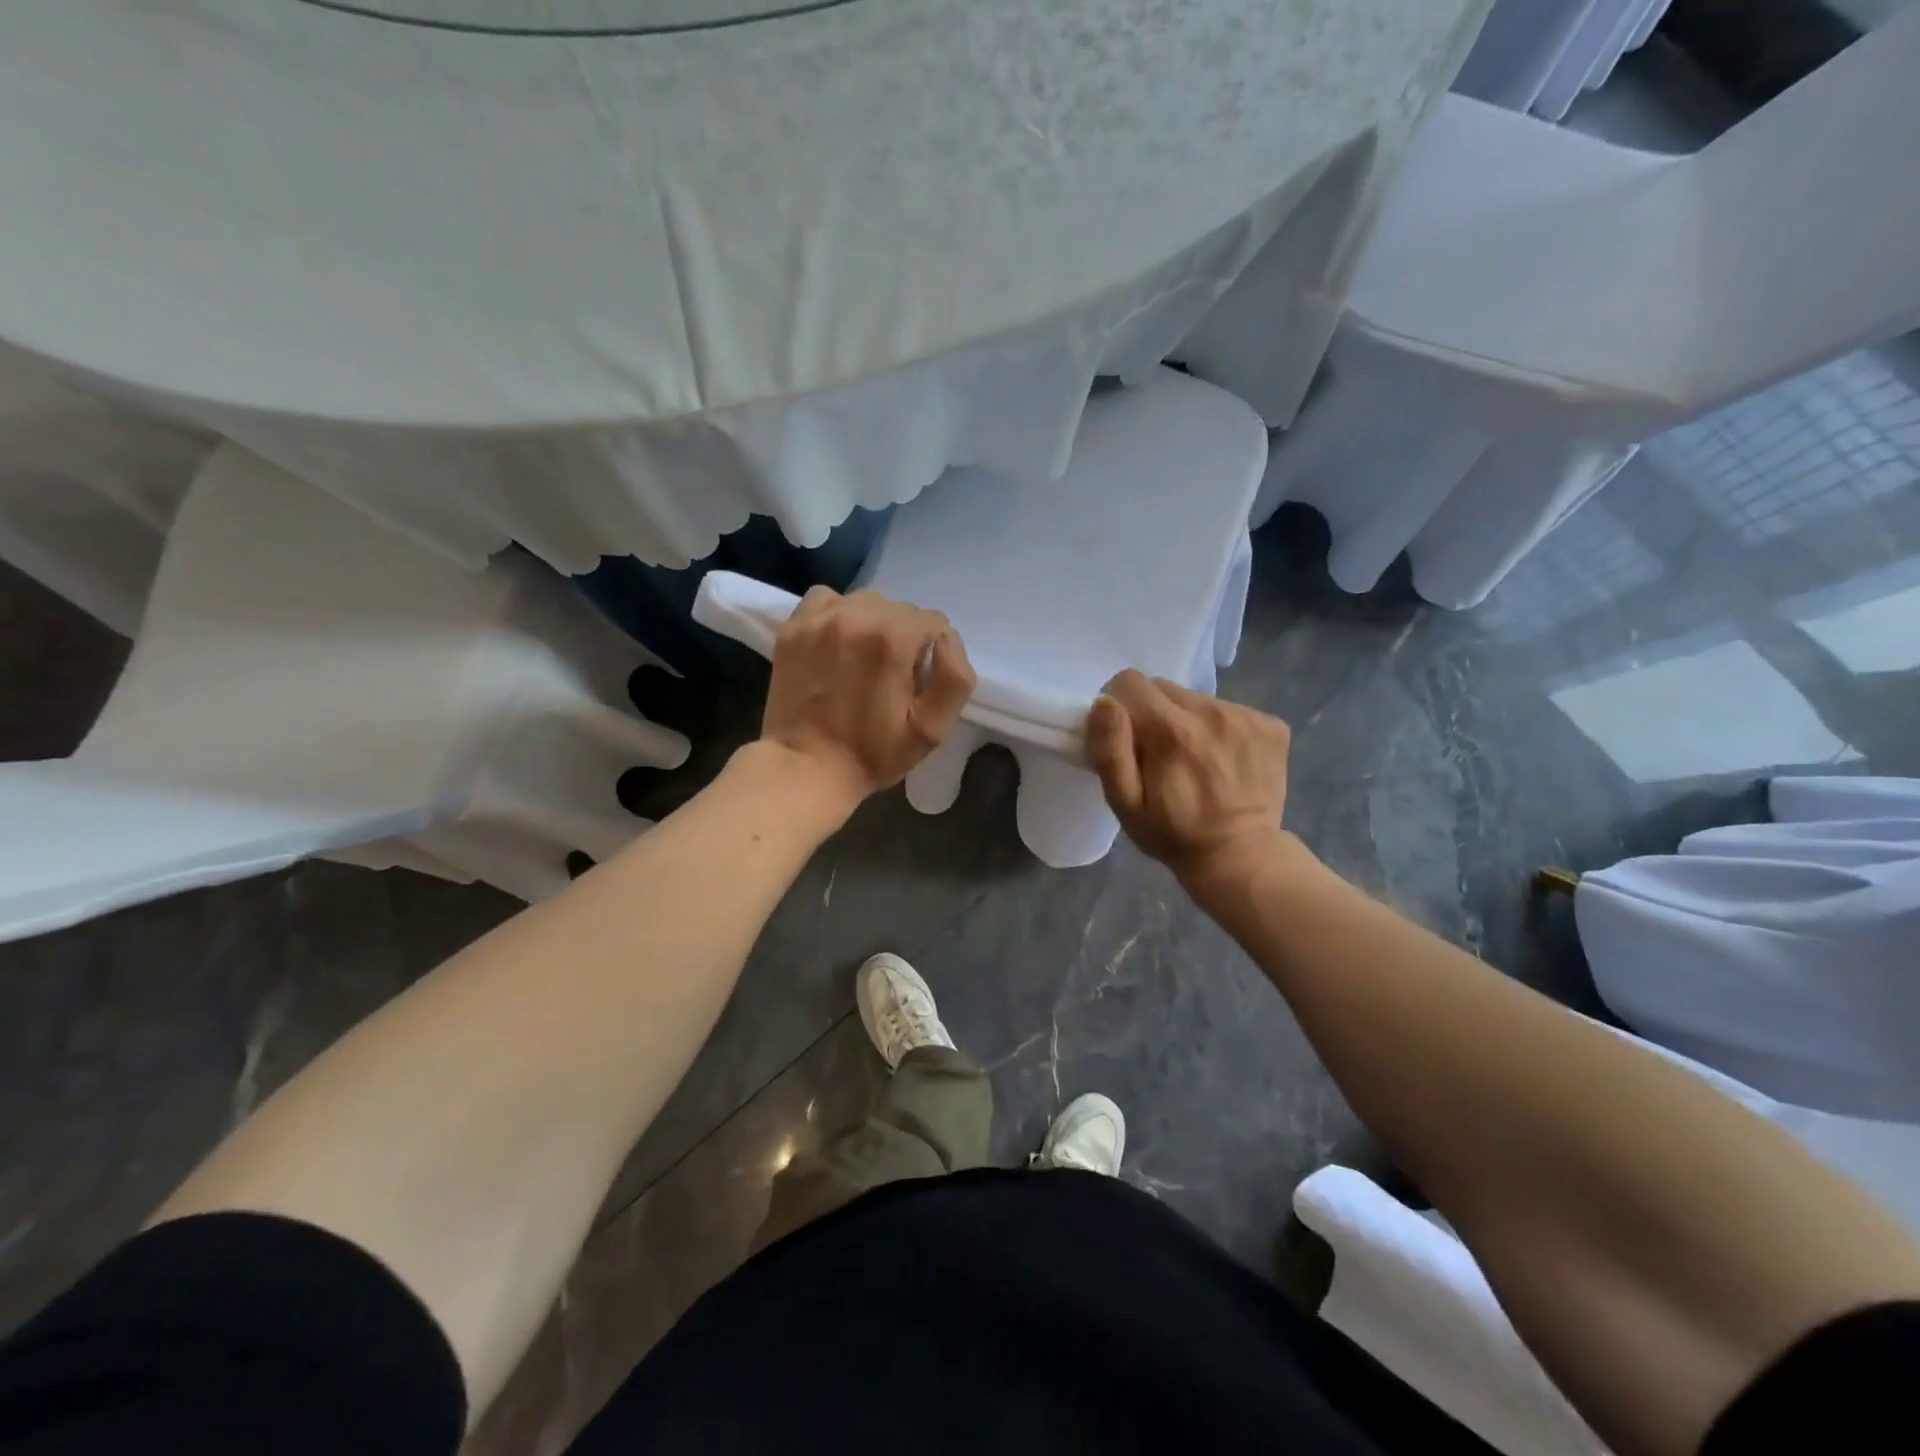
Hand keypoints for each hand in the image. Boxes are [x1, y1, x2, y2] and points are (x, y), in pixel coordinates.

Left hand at [759, 587, 975, 815]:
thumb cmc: (874, 753)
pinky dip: (837, 616)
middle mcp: (856, 616)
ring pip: (865, 603)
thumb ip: (955, 677)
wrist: (806, 767)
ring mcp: (820, 618)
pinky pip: (827, 600)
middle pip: (900, 609)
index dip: (930, 653)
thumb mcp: (932, 729)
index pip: (933, 622)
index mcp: (893, 639)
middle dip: (903, 638)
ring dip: (872, 624)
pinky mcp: (793, 627)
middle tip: (889, 675)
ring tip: (861, 660)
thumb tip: (946, 639)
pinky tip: (836, 645)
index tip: (914, 681)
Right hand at [1086, 669, 1290, 882]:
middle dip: (1152, 713)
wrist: (1242, 857)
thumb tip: (1104, 703)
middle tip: (1158, 753)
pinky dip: (1219, 728)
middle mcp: (1211, 712)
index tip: (1125, 736)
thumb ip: (1111, 750)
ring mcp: (1247, 716)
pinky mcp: (1272, 725)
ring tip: (1193, 760)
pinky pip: (1229, 709)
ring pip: (1196, 698)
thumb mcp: (1126, 804)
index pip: (1129, 682)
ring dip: (1186, 720)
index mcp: (1171, 729)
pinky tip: (1222, 761)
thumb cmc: (1173, 834)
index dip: (1118, 706)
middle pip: (1164, 687)